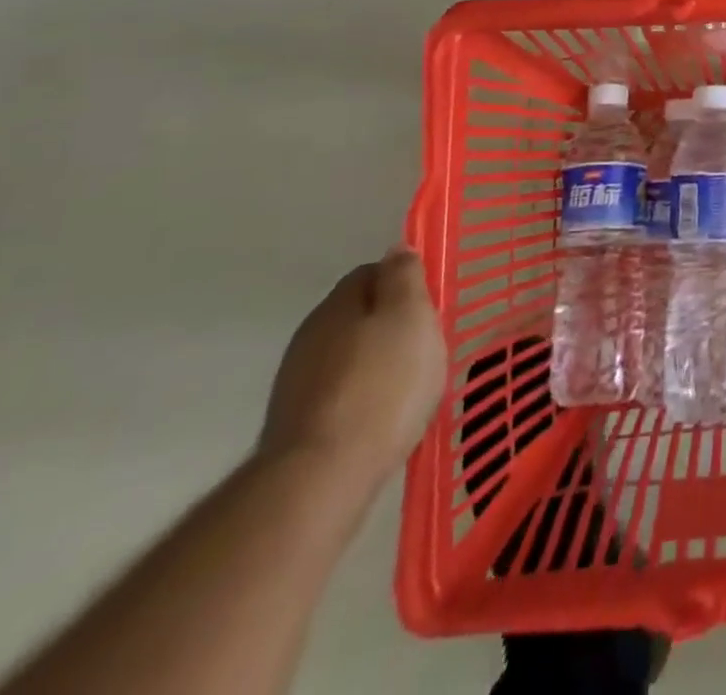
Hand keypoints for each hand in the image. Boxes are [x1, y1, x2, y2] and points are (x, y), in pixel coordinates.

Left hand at [259, 248, 447, 493]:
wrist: (321, 477)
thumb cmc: (381, 385)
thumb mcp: (410, 317)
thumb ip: (404, 278)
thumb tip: (396, 248)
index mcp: (338, 303)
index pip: (372, 272)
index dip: (404, 282)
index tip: (430, 305)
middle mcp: (310, 334)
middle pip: (358, 314)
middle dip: (389, 324)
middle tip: (425, 345)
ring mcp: (296, 382)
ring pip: (347, 355)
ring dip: (374, 362)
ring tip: (408, 385)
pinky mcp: (295, 425)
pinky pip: (338, 393)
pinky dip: (361, 396)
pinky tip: (382, 417)